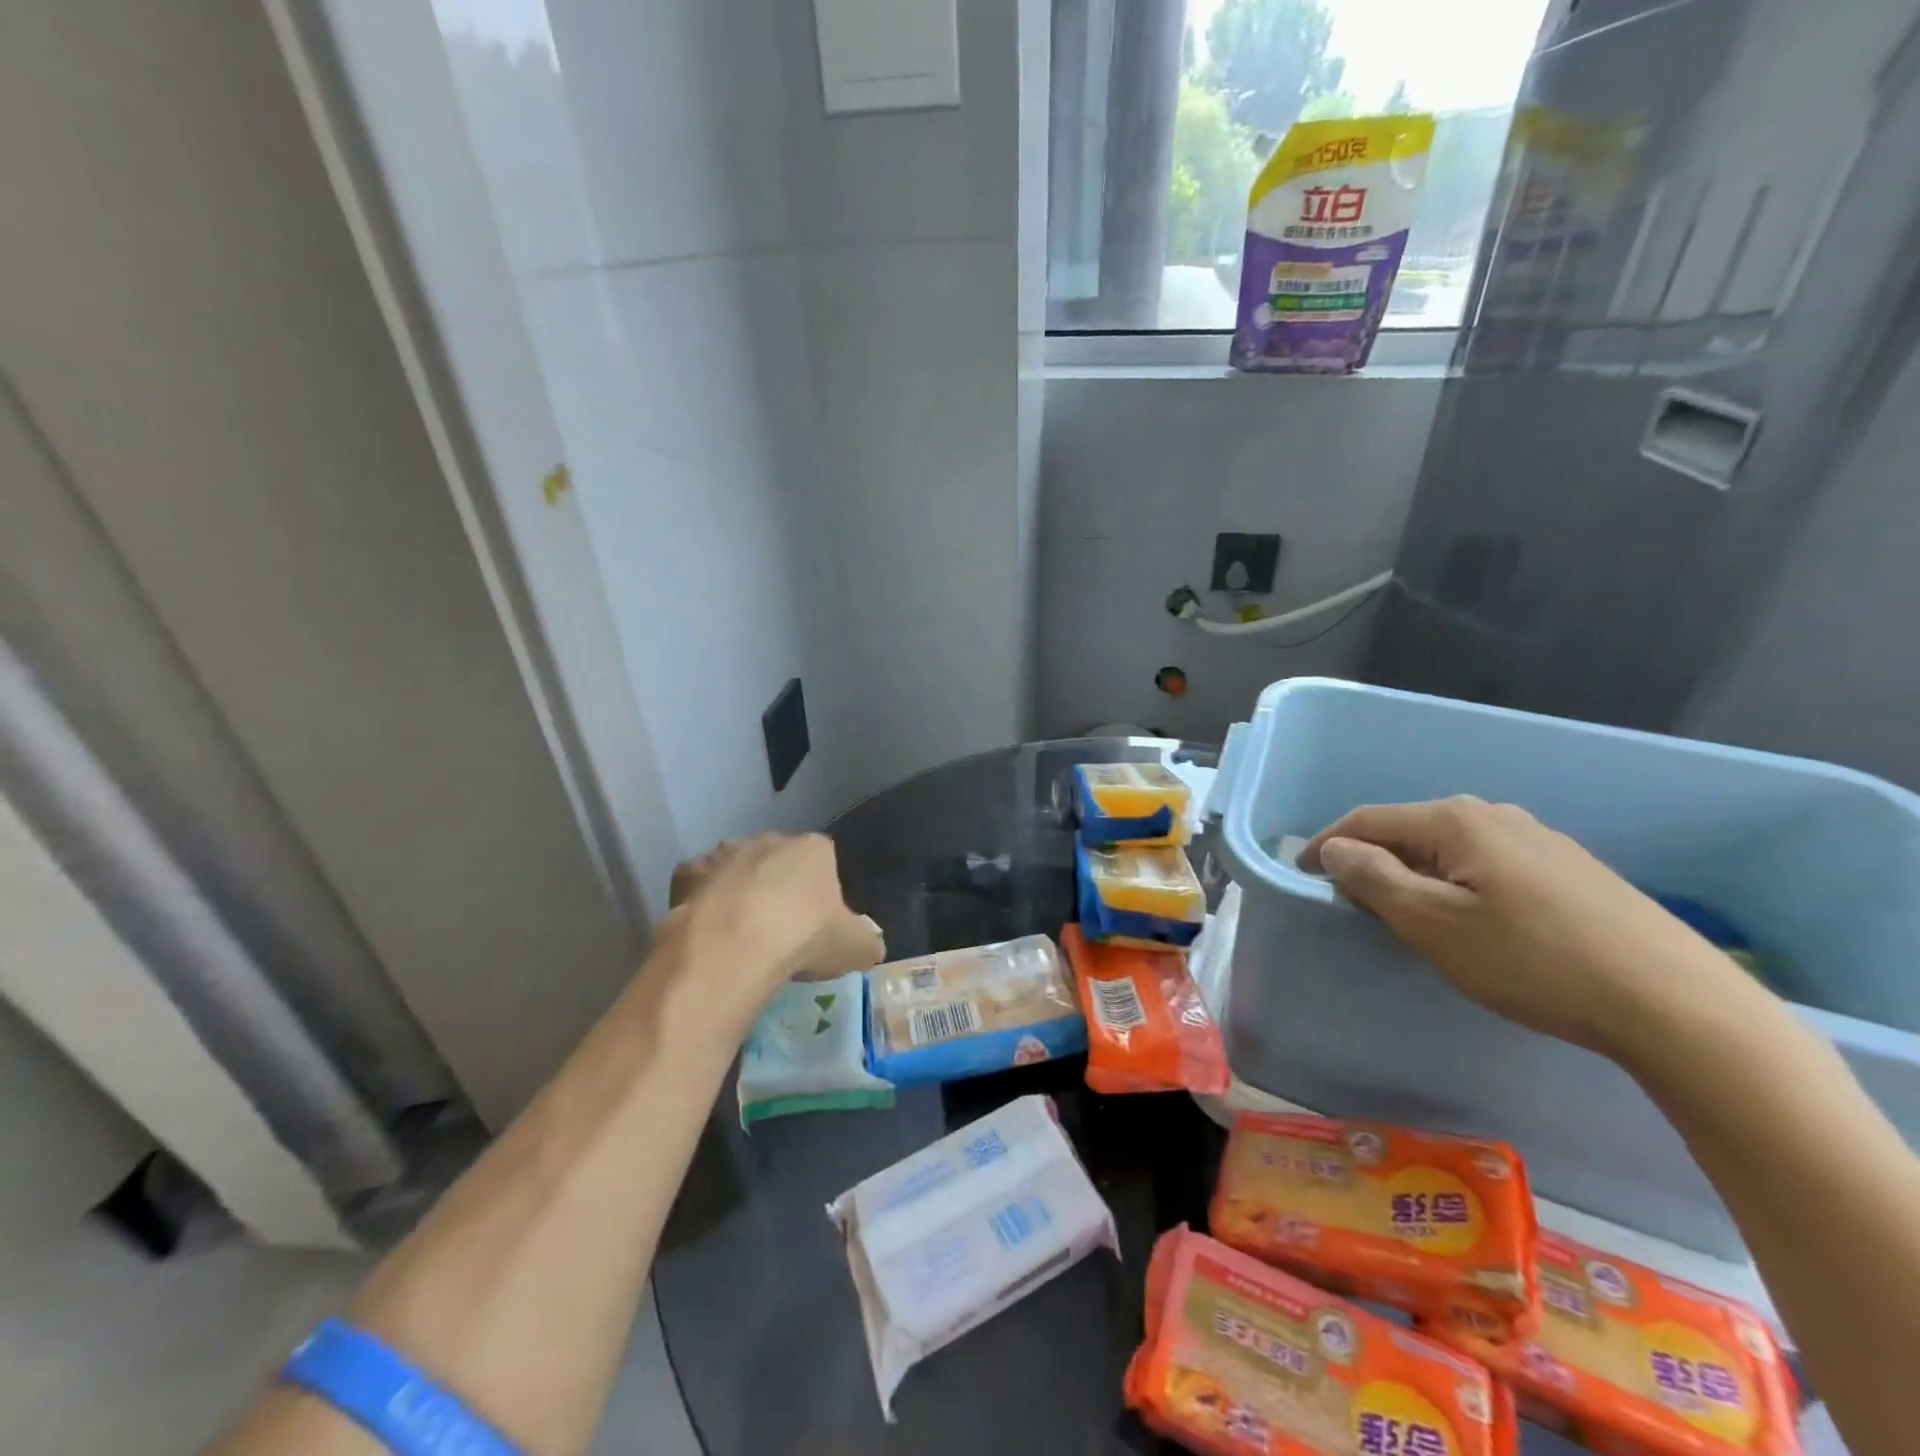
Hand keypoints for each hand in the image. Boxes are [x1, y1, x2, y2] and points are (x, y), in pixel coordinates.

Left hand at [653, 834, 884, 1047]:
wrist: (732, 948)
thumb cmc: (803, 938)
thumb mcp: (856, 948)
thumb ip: (867, 941)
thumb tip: (870, 944)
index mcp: (814, 849)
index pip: (825, 860)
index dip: (823, 892)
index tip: (819, 924)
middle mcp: (769, 840)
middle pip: (779, 860)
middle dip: (780, 886)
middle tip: (781, 930)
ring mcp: (724, 855)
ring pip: (737, 868)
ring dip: (740, 890)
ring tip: (741, 934)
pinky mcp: (687, 874)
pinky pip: (699, 885)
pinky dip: (703, 901)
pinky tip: (708, 931)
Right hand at [1302, 797, 1749, 1060]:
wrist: (1675, 1004)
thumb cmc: (1533, 961)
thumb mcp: (1433, 923)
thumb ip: (1372, 878)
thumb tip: (1335, 849)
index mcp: (1456, 820)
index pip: (1367, 820)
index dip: (1326, 846)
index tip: (1301, 876)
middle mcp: (1494, 815)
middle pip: (1408, 830)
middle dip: (1371, 861)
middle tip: (1351, 904)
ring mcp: (1539, 839)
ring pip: (1448, 849)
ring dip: (1413, 874)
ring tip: (1404, 914)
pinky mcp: (1569, 869)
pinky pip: (1486, 864)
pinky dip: (1455, 884)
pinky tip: (1470, 919)